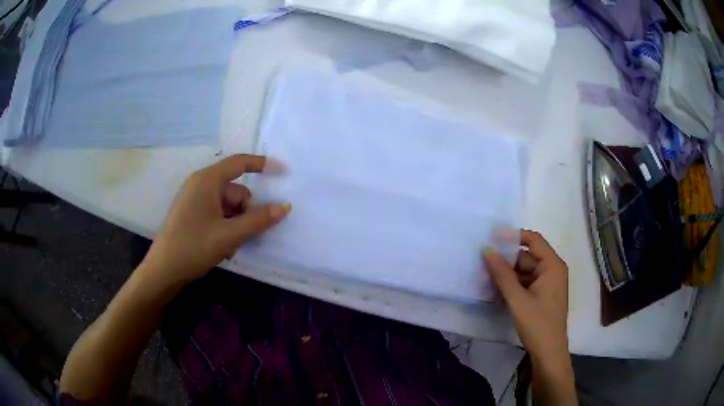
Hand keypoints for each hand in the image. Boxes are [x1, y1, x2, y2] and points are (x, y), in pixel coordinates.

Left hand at [142, 154, 289, 283]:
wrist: (163, 270)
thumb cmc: (193, 247)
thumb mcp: (229, 235)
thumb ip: (258, 220)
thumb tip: (284, 207)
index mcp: (207, 181)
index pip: (239, 163)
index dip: (261, 164)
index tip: (282, 172)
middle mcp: (200, 185)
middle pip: (235, 191)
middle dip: (244, 213)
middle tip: (243, 237)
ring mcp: (194, 200)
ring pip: (228, 207)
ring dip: (235, 225)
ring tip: (229, 247)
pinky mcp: (191, 214)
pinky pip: (217, 214)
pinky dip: (225, 229)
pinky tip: (221, 248)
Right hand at [483, 230, 568, 360]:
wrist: (548, 352)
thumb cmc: (537, 323)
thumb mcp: (517, 299)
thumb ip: (502, 274)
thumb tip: (487, 251)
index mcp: (552, 265)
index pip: (533, 239)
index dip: (513, 236)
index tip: (492, 238)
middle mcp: (552, 270)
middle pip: (527, 257)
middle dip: (506, 261)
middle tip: (483, 264)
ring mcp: (548, 283)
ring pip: (524, 271)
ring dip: (507, 275)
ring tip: (486, 279)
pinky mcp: (543, 294)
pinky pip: (526, 283)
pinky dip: (512, 285)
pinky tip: (496, 291)